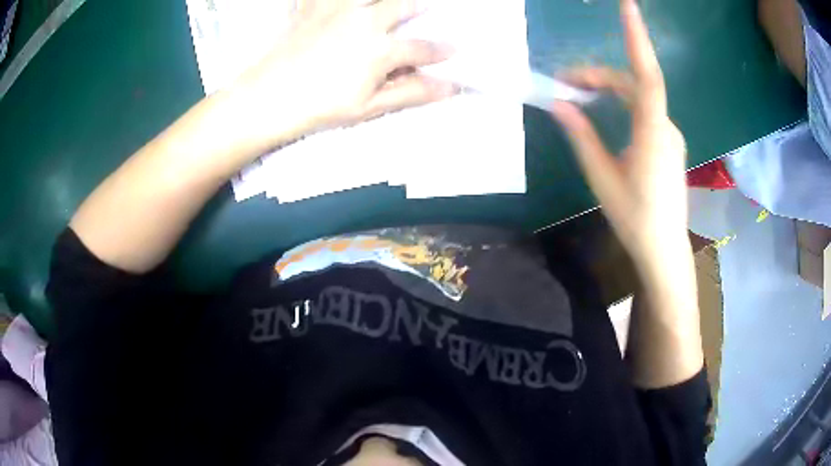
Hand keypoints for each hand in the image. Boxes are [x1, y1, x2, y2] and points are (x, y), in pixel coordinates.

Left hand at [229, 0, 455, 151]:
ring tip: (386, 3)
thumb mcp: (370, 106)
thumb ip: (412, 92)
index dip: (441, 50)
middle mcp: (365, 21)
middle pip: (402, 6)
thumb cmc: (321, 107)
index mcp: (381, 49)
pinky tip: (338, 2)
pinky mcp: (312, 9)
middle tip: (428, 6)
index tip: (454, 50)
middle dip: (419, 6)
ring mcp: (337, 11)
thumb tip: (450, 87)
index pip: (422, 48)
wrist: (269, 97)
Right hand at [551, 0, 688, 277]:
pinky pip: (644, 109)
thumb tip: (559, 104)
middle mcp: (665, 126)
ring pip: (639, 96)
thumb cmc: (635, 218)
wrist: (664, 249)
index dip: (637, 38)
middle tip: (564, 83)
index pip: (646, 75)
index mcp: (652, 133)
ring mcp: (669, 134)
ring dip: (609, 89)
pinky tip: (604, 112)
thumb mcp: (602, 178)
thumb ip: (582, 137)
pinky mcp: (667, 142)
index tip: (627, 5)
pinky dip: (621, 102)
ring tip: (579, 95)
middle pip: (634, 84)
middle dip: (599, 75)